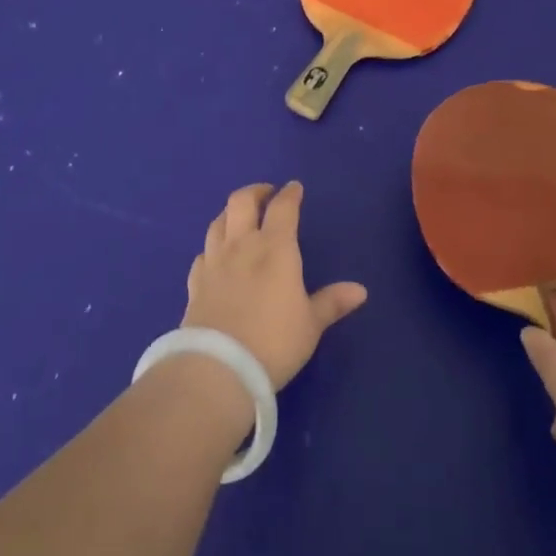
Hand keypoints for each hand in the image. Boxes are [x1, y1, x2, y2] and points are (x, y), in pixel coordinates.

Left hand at [182, 182, 367, 390]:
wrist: (218, 367)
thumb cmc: (274, 342)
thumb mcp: (310, 325)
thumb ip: (332, 303)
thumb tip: (360, 290)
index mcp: (275, 248)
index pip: (282, 208)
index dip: (289, 194)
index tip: (294, 188)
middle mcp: (241, 245)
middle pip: (242, 202)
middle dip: (255, 191)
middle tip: (266, 194)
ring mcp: (214, 262)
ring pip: (218, 222)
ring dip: (230, 213)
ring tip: (240, 218)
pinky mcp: (194, 283)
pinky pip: (203, 253)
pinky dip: (212, 247)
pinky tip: (216, 256)